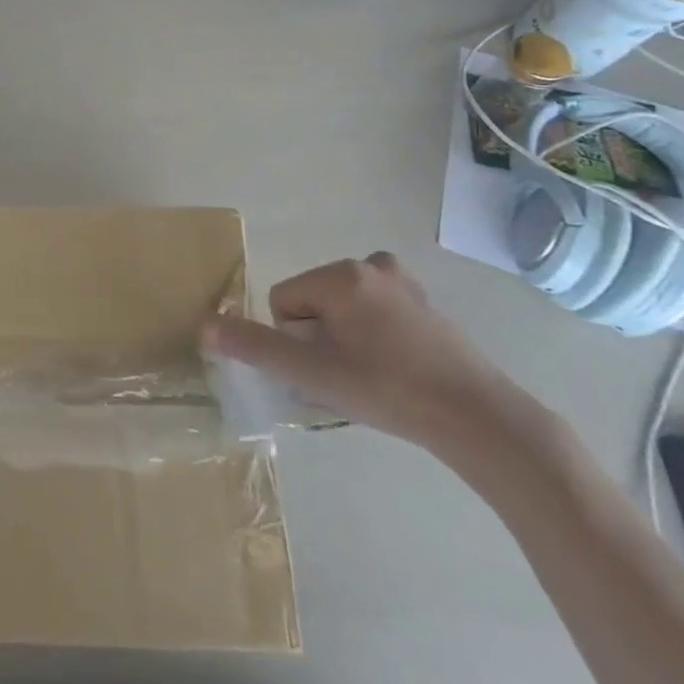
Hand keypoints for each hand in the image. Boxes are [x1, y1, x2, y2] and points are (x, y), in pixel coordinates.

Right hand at [202, 252, 534, 454]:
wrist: (479, 419)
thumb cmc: (388, 390)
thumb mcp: (313, 374)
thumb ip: (256, 347)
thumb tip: (204, 327)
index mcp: (340, 275)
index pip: (283, 301)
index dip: (295, 340)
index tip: (327, 369)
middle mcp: (369, 264)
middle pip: (312, 300)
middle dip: (319, 336)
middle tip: (349, 375)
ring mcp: (402, 281)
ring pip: (341, 305)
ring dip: (344, 335)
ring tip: (373, 374)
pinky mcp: (424, 301)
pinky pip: (372, 308)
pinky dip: (372, 331)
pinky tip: (396, 364)